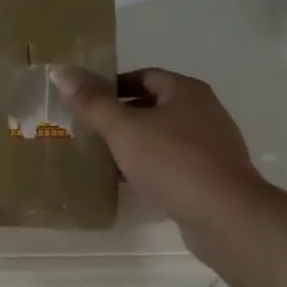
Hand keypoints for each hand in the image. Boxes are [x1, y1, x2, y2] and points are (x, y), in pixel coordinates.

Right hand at [52, 66, 267, 253]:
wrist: (224, 215)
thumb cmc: (172, 162)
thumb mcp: (123, 129)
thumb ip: (92, 102)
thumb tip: (61, 71)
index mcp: (186, 91)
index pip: (143, 76)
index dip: (112, 86)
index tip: (86, 103)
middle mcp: (204, 111)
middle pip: (154, 105)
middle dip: (121, 117)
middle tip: (89, 131)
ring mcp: (212, 145)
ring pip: (163, 136)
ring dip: (135, 144)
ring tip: (103, 158)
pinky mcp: (213, 176)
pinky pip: (174, 163)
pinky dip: (150, 167)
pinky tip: (131, 182)